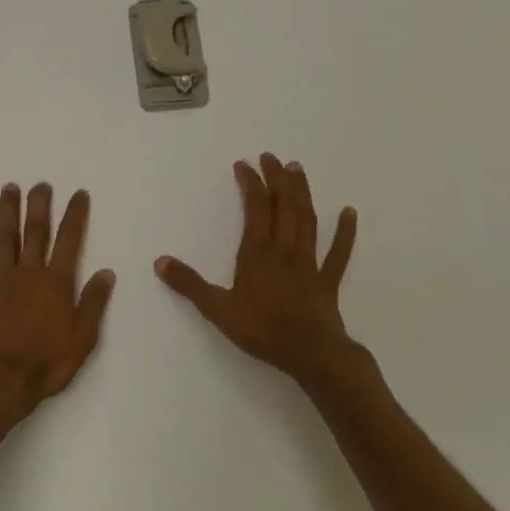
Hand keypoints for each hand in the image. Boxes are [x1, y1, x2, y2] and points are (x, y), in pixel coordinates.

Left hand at [0, 183, 116, 423]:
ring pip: (6, 240)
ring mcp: (1, 282)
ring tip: (8, 189)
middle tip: (41, 184)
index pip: (70, 240)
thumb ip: (93, 302)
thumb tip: (106, 272)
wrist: (3, 379)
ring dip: (7, 214)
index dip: (75, 215)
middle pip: (36, 231)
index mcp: (56, 282)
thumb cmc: (47, 361)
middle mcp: (29, 273)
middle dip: (39, 205)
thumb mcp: (83, 337)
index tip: (79, 193)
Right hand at [156, 153, 368, 390]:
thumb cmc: (262, 329)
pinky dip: (345, 232)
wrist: (310, 353)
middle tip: (272, 157)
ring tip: (298, 170)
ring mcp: (309, 263)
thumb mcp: (217, 308)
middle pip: (283, 206)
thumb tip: (160, 261)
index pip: (255, 208)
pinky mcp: (327, 280)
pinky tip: (349, 213)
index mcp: (257, 253)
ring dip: (302, 193)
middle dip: (277, 179)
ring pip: (307, 220)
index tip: (244, 164)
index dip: (251, 183)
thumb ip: (189, 284)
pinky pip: (338, 252)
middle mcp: (284, 249)